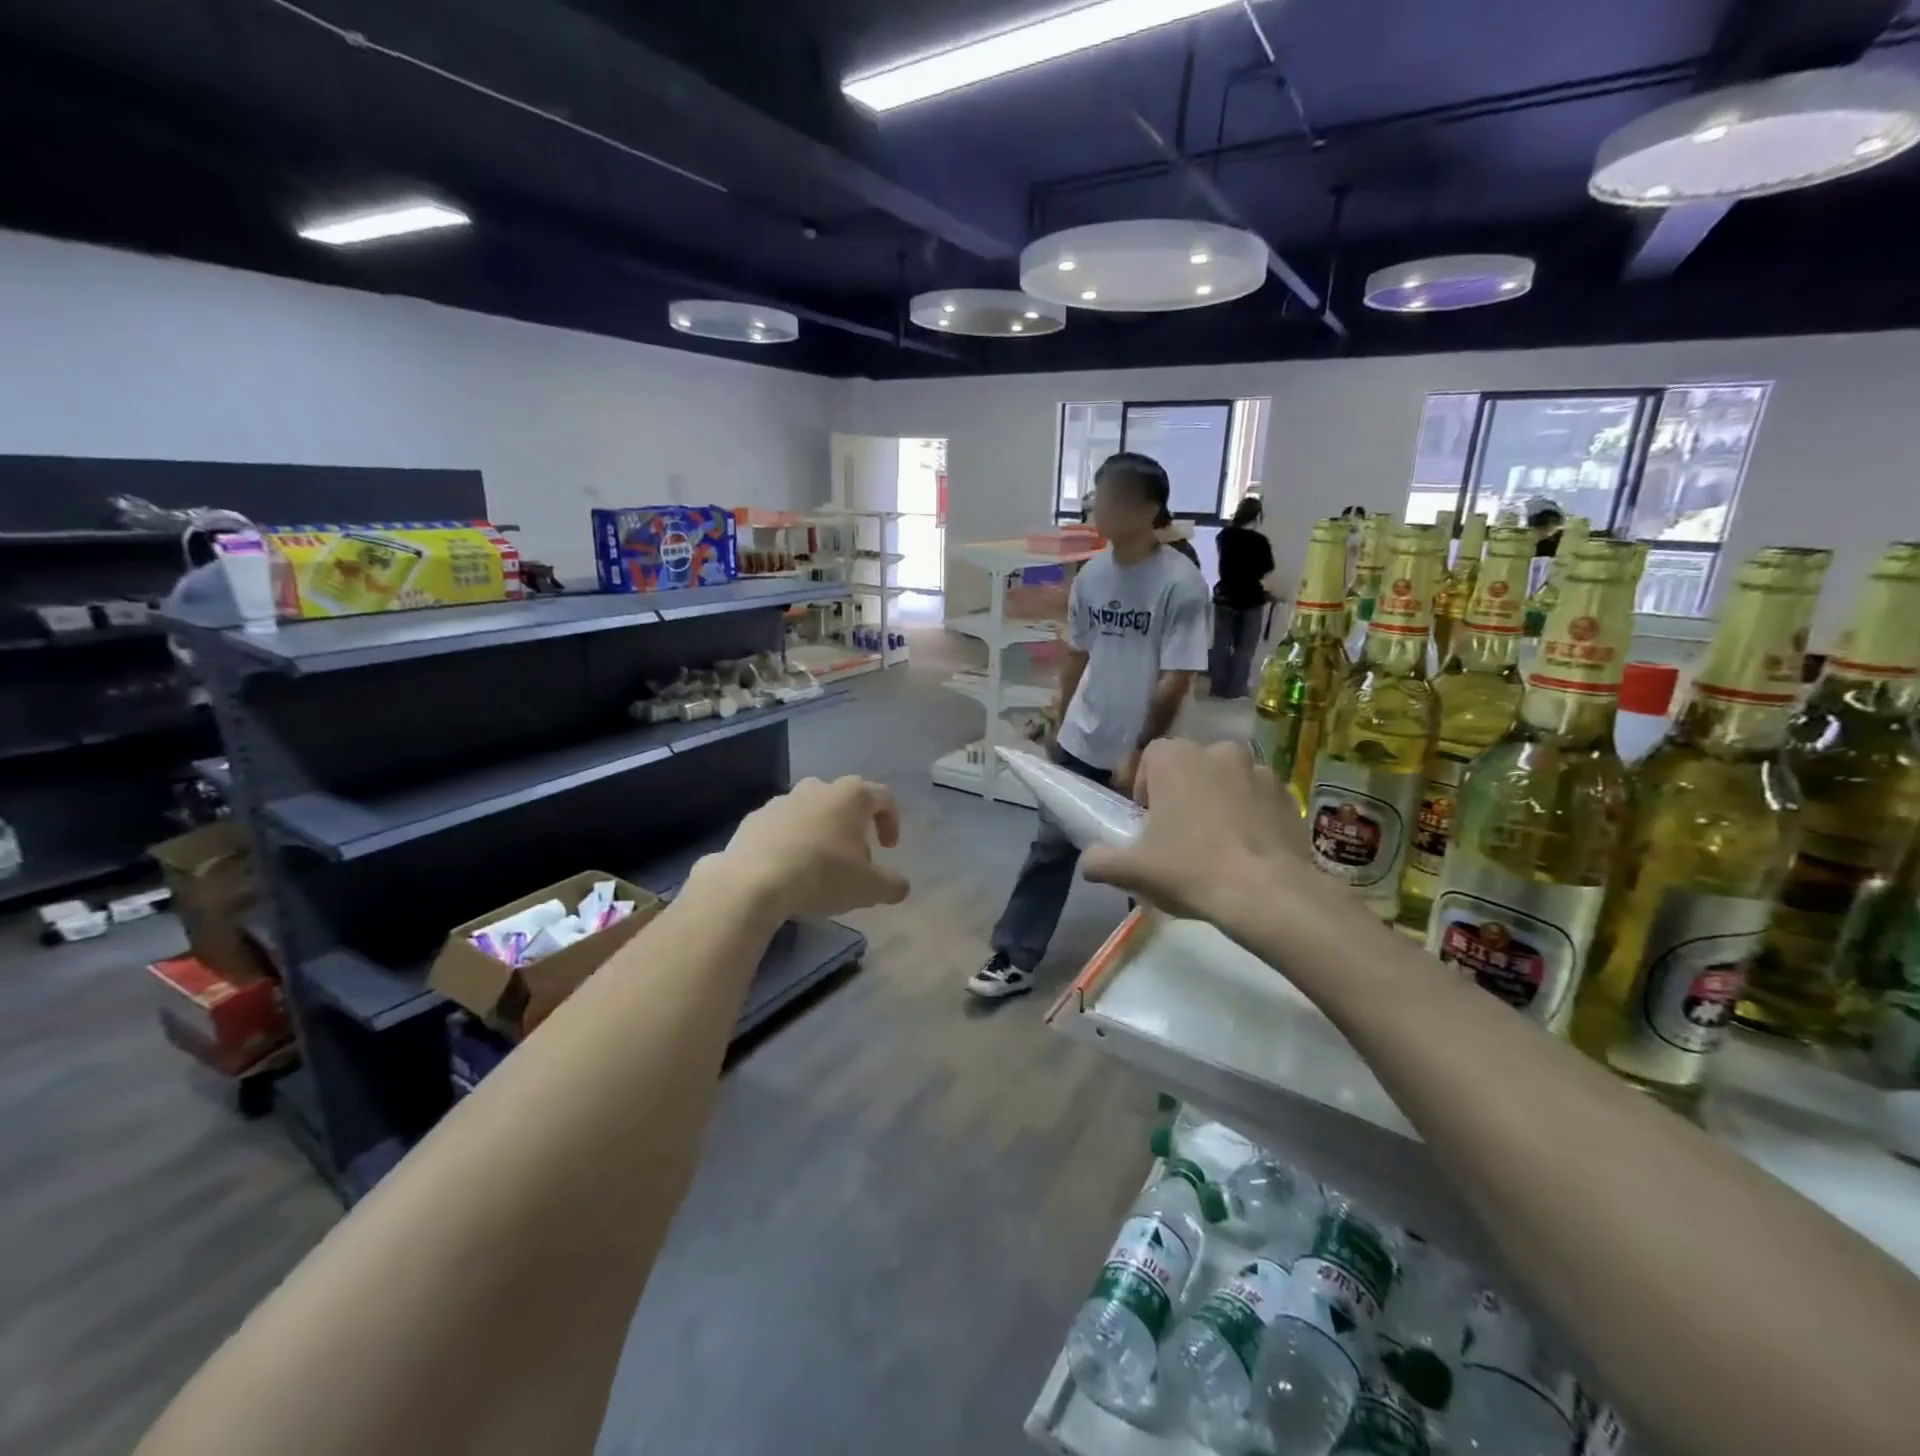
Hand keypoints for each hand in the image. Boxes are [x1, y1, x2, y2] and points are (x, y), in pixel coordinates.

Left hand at [718, 776, 909, 919]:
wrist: (753, 882)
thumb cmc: (822, 875)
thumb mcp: (869, 888)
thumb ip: (892, 885)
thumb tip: (900, 886)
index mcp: (851, 796)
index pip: (883, 797)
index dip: (892, 821)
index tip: (889, 849)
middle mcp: (817, 788)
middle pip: (844, 799)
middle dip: (854, 825)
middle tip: (854, 856)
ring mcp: (781, 801)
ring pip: (810, 810)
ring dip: (820, 831)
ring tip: (819, 864)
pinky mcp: (753, 819)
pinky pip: (780, 827)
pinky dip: (789, 842)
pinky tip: (787, 870)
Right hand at [1081, 739, 1309, 924]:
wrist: (1267, 893)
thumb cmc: (1190, 870)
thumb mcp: (1133, 871)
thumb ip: (1100, 860)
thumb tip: (1088, 861)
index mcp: (1174, 757)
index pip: (1150, 758)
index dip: (1145, 787)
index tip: (1147, 821)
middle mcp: (1217, 750)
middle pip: (1189, 766)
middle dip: (1182, 792)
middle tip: (1178, 833)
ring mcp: (1258, 770)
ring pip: (1226, 780)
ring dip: (1218, 800)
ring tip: (1217, 843)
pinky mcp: (1288, 794)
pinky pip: (1258, 798)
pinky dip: (1250, 814)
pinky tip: (1247, 850)